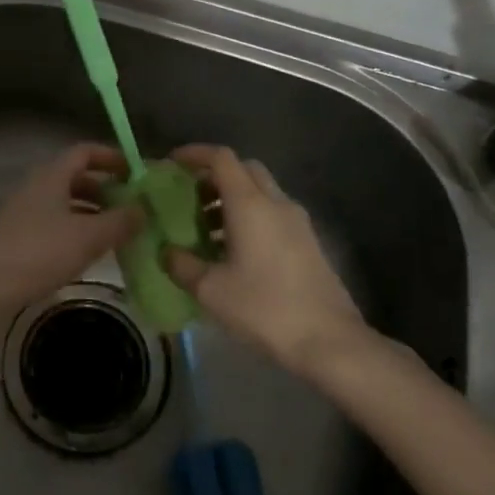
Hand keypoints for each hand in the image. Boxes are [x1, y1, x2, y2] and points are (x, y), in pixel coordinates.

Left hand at [0, 143, 141, 325]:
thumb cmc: (40, 253)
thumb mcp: (89, 237)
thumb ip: (120, 221)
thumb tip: (143, 210)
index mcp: (50, 175)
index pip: (84, 152)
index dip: (111, 157)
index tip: (136, 172)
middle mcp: (33, 186)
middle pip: (74, 177)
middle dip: (104, 189)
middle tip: (130, 206)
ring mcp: (21, 211)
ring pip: (63, 202)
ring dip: (90, 212)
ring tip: (115, 232)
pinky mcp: (14, 236)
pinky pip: (52, 222)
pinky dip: (73, 229)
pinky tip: (86, 252)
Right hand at [164, 145, 366, 374]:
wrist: (329, 340)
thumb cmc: (264, 308)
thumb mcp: (211, 291)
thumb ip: (182, 265)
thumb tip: (166, 252)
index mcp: (250, 203)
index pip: (222, 158)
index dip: (195, 154)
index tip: (172, 164)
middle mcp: (276, 203)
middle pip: (244, 169)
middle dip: (214, 176)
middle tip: (189, 198)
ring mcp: (297, 222)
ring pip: (260, 192)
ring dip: (232, 199)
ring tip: (206, 230)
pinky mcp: (308, 242)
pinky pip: (273, 214)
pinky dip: (250, 218)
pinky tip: (234, 252)